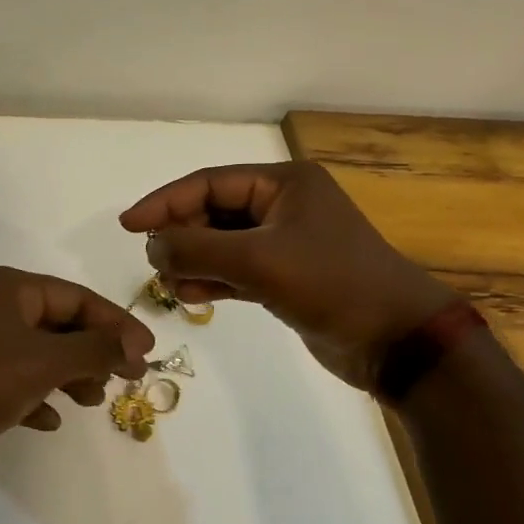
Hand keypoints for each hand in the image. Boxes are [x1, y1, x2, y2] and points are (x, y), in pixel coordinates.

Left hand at [0, 266, 154, 487]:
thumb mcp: (44, 362)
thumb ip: (94, 349)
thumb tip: (135, 345)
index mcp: (10, 288)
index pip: (78, 298)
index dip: (117, 324)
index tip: (147, 354)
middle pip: (59, 324)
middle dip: (94, 352)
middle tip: (124, 380)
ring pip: (38, 353)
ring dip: (69, 375)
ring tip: (92, 402)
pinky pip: (13, 379)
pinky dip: (36, 395)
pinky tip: (49, 421)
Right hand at [119, 161, 457, 391]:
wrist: (396, 340)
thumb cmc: (331, 284)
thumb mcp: (258, 260)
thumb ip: (197, 248)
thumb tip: (152, 246)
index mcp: (283, 183)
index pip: (208, 183)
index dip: (164, 202)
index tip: (127, 225)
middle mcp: (283, 206)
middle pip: (212, 213)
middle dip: (181, 237)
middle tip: (156, 264)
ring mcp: (285, 243)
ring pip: (221, 244)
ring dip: (194, 263)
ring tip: (174, 286)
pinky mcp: (286, 277)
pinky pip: (236, 271)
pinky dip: (213, 282)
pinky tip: (194, 298)